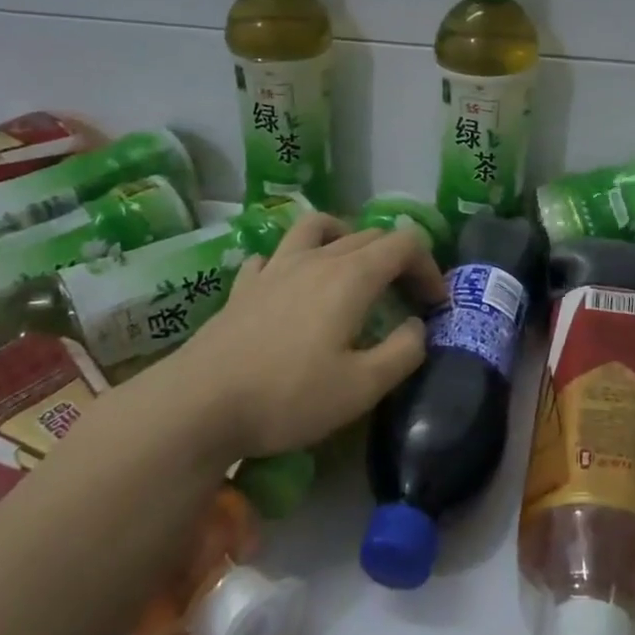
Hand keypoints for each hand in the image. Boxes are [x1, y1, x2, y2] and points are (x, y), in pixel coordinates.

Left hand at [150, 213, 446, 460]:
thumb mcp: (362, 388)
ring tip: (351, 266)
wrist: (199, 405)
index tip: (435, 303)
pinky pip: (275, 255)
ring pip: (317, 228)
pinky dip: (294, 261)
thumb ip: (403, 352)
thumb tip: (418, 326)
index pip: (405, 244)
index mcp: (351, 276)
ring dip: (345, 238)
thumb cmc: (288, 396)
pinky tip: (291, 286)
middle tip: (405, 297)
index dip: (429, 266)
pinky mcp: (244, 286)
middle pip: (368, 235)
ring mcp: (275, 267)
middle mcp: (316, 259)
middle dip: (398, 259)